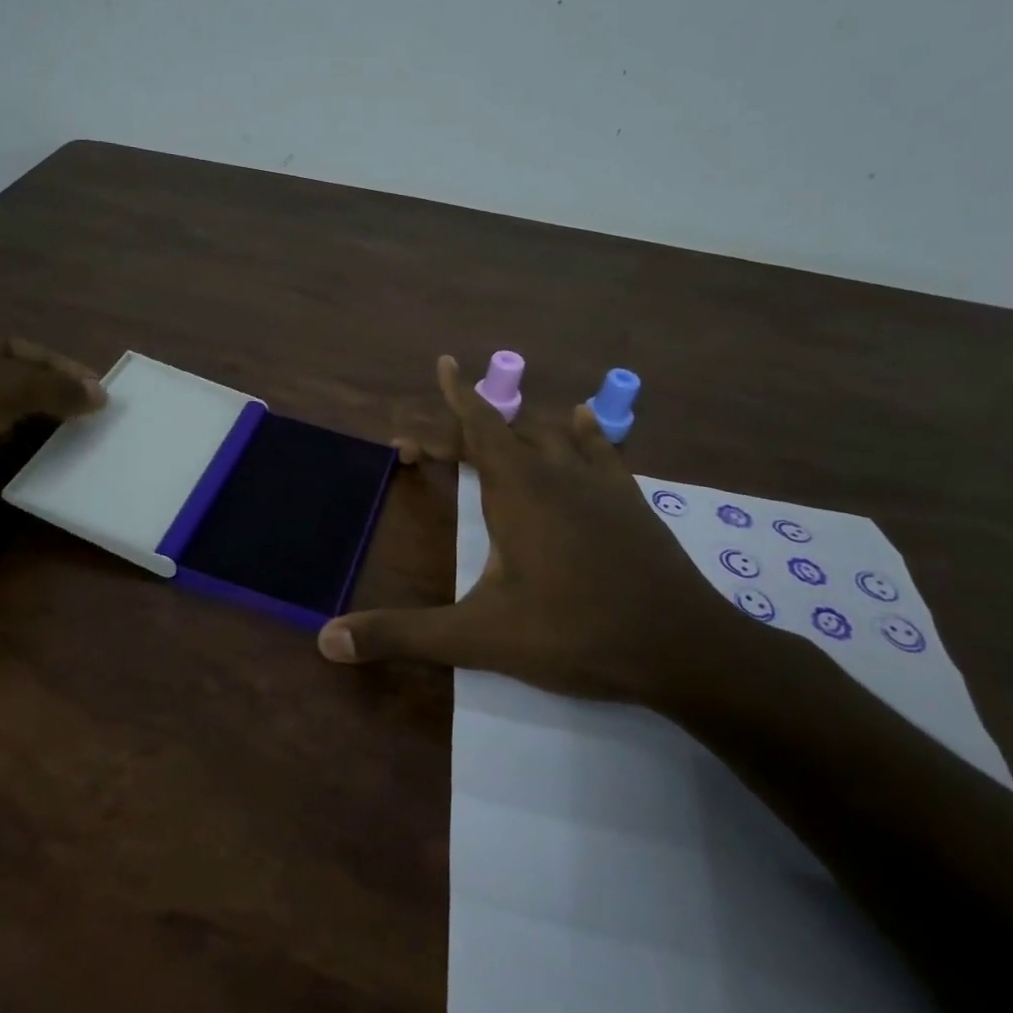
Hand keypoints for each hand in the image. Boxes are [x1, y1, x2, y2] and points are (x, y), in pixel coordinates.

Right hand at [318, 355, 754, 707]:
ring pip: (552, 435)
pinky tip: (583, 418)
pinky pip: (601, 450)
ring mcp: (599, 484)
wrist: (684, 649)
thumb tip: (328, 639)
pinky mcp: (630, 502)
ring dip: (518, 429)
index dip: (454, 396)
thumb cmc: (575, 633)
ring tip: (496, 430)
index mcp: (517, 490)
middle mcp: (555, 472)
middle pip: (504, 431)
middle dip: (463, 431)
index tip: (441, 363)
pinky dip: (584, 432)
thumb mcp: (479, 638)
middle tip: (428, 450)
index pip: (478, 425)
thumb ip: (403, 635)